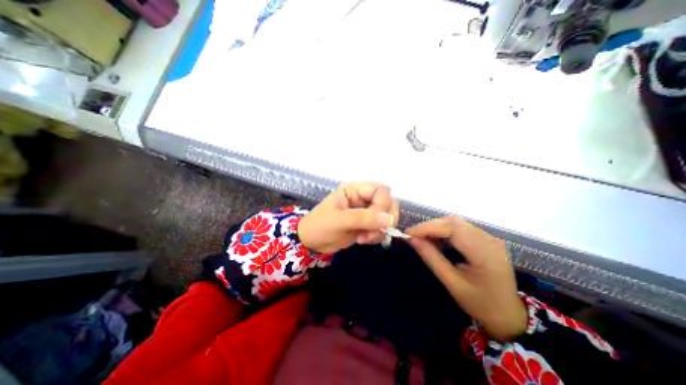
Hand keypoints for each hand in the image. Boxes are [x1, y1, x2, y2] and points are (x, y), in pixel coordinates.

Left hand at [298, 183, 399, 253]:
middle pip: (388, 202)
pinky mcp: (367, 224)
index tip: (376, 221)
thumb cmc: (320, 226)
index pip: (380, 190)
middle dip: (384, 219)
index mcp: (354, 190)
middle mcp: (363, 198)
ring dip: (380, 230)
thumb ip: (363, 218)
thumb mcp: (339, 220)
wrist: (311, 243)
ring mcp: (366, 212)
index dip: (383, 204)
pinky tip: (362, 240)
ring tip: (364, 238)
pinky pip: (382, 228)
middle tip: (371, 232)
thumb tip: (390, 219)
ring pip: (387, 216)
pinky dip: (377, 236)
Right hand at [405, 215, 526, 341]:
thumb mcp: (452, 283)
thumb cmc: (480, 303)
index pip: (452, 229)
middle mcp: (489, 239)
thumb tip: (411, 240)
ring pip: (456, 222)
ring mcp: (489, 237)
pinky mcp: (486, 238)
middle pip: (454, 222)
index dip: (428, 227)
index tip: (408, 233)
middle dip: (430, 226)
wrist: (509, 315)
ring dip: (436, 227)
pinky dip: (445, 231)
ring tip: (422, 238)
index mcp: (484, 253)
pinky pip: (461, 228)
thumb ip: (431, 258)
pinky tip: (437, 240)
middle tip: (413, 235)